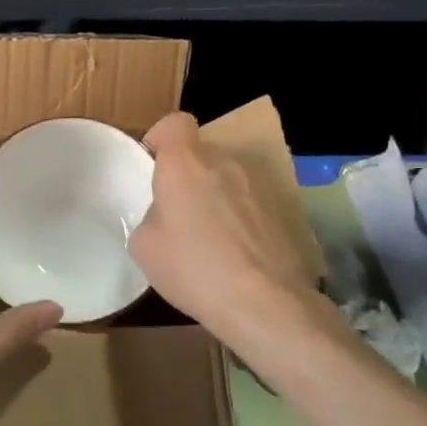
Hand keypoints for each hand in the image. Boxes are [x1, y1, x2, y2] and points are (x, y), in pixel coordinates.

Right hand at [129, 112, 319, 350]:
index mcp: (185, 163)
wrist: (264, 302)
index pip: (175, 122)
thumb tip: (165, 217)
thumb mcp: (145, 246)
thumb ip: (151, 217)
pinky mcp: (282, 210)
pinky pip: (249, 202)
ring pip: (227, 177)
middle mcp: (224, 162)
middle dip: (187, 174)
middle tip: (176, 211)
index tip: (153, 165)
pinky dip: (239, 217)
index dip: (161, 137)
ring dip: (215, 195)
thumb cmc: (193, 268)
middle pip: (201, 153)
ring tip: (208, 237)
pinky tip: (234, 253)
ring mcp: (258, 185)